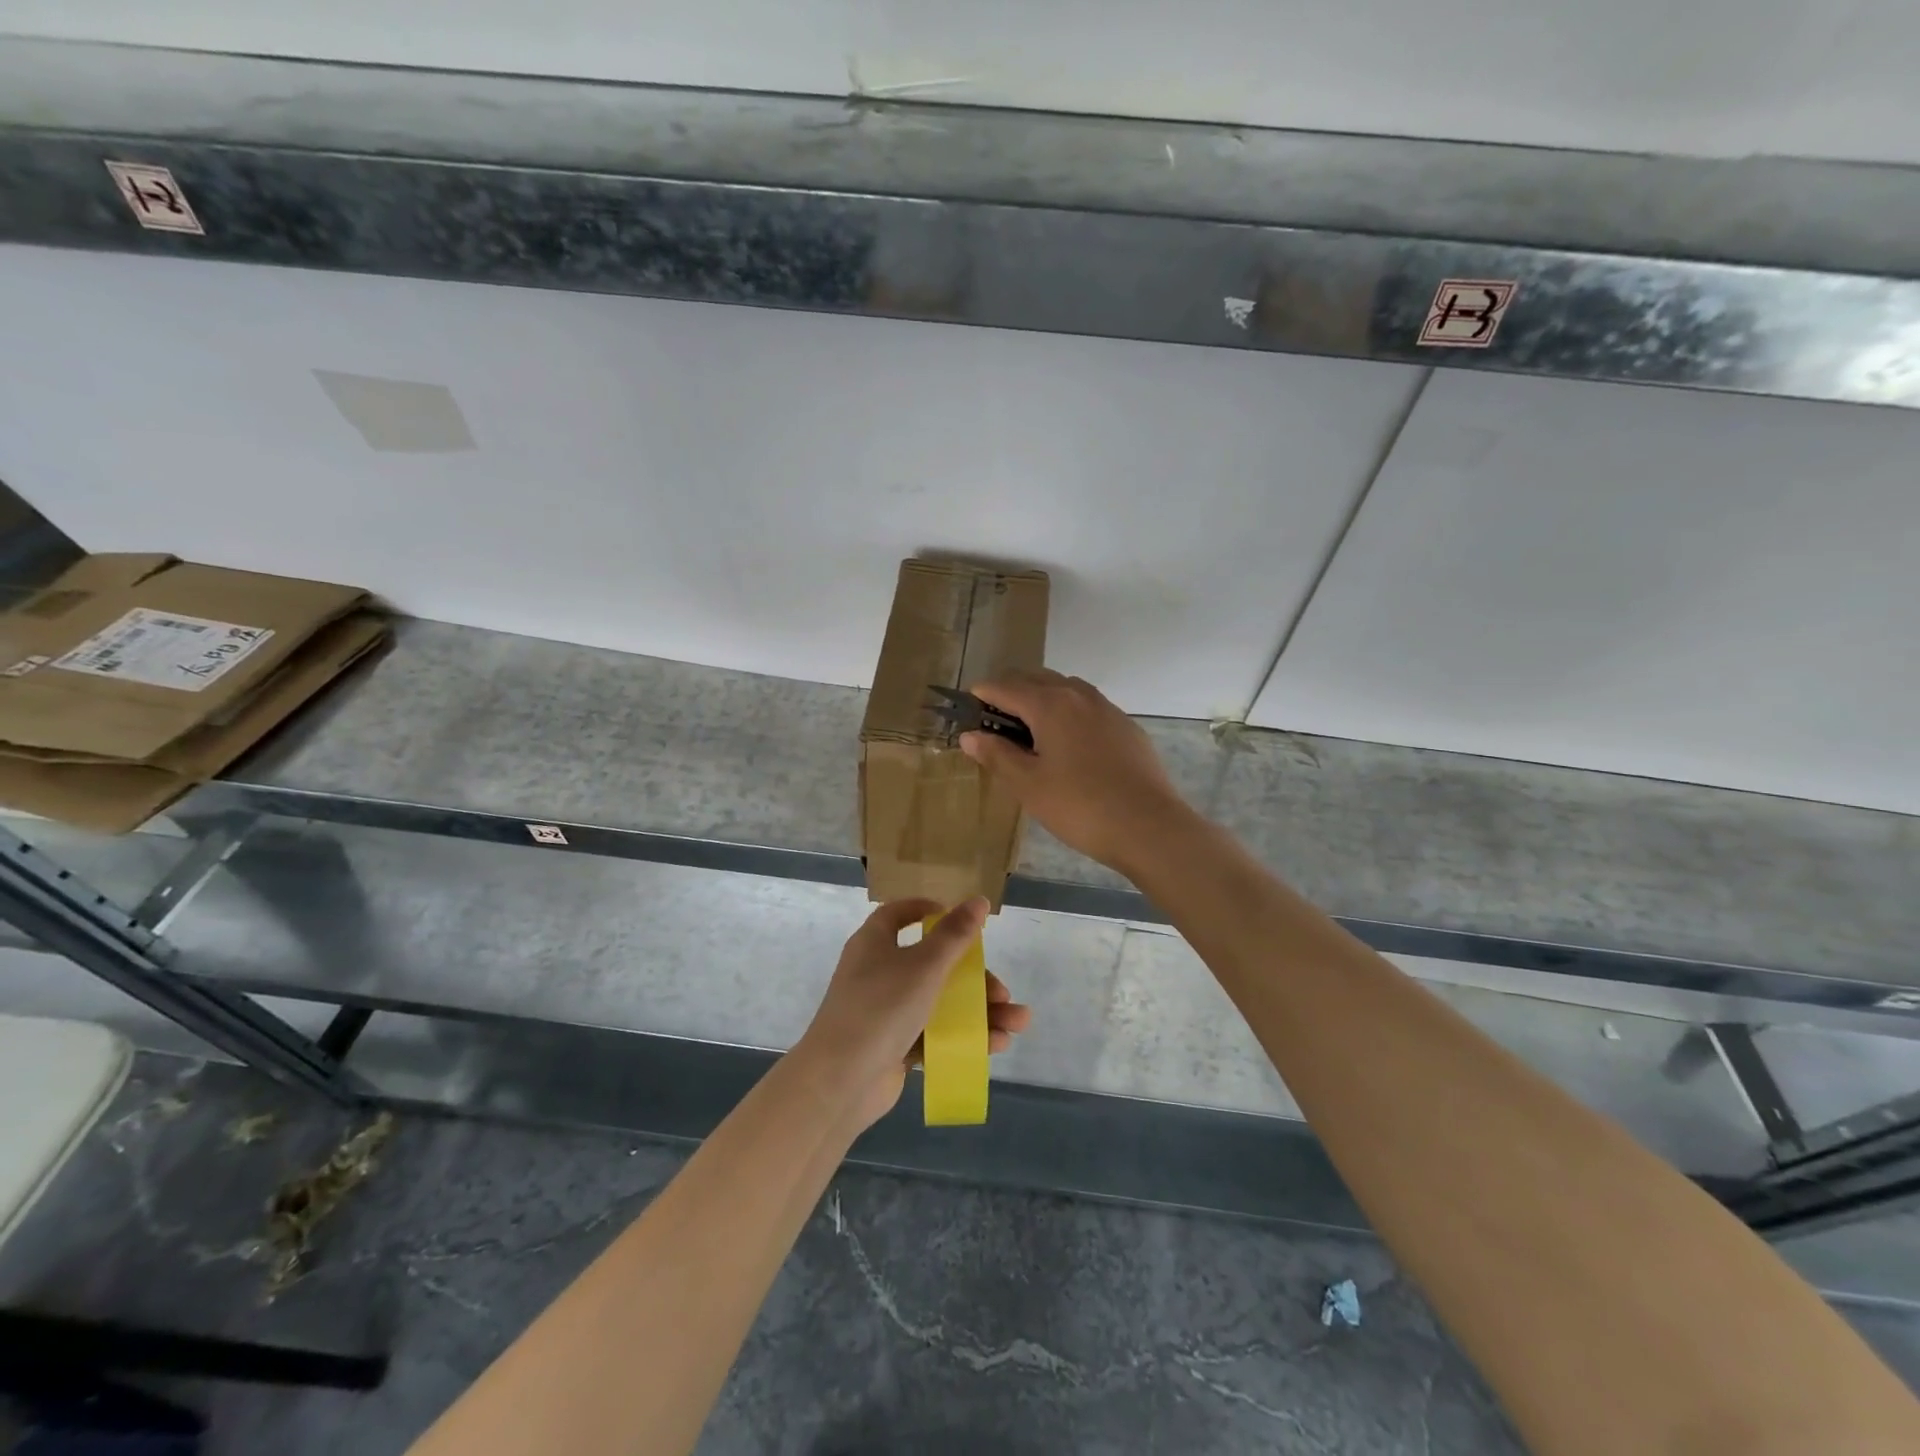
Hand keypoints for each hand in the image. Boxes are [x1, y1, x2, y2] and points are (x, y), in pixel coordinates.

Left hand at [798, 897, 1031, 1130]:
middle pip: (933, 964)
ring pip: (939, 1003)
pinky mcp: (893, 1046)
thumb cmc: (882, 1007)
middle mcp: (877, 973)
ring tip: (1017, 1024)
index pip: (898, 914)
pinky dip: (962, 1037)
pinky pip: (933, 1034)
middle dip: (974, 978)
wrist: (840, 1081)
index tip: (959, 918)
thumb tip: (977, 899)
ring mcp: (884, 1012)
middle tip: (1002, 992)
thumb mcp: (925, 965)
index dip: (927, 911)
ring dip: (979, 1011)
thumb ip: (955, 934)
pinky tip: (994, 1046)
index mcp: (875, 943)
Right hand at [958, 669, 1192, 871]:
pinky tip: (1068, 744)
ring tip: (1029, 730)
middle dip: (1010, 692)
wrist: (1148, 826)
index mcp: (1050, 704)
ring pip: (1065, 688)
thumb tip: (970, 735)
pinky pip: (1088, 706)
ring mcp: (1107, 708)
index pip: (1005, 686)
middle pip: (1035, 678)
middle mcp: (1078, 695)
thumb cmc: (1079, 806)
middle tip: (993, 722)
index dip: (981, 695)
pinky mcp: (1126, 726)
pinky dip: (1068, 712)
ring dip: (1041, 698)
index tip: (966, 710)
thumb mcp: (1028, 785)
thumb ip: (997, 755)